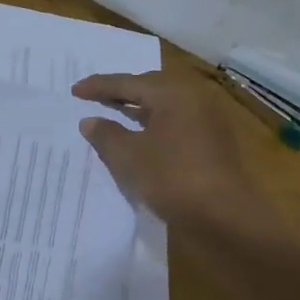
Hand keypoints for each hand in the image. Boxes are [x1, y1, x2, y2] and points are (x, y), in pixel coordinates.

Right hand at [73, 70, 256, 231]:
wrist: (225, 217)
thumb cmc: (172, 179)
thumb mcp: (129, 157)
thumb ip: (106, 135)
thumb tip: (90, 120)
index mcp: (173, 94)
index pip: (129, 82)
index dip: (99, 86)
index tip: (74, 90)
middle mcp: (194, 99)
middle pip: (151, 88)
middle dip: (122, 92)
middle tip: (96, 97)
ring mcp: (208, 121)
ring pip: (165, 106)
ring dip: (138, 109)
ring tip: (115, 115)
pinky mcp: (213, 143)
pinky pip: (176, 123)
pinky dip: (154, 125)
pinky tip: (141, 139)